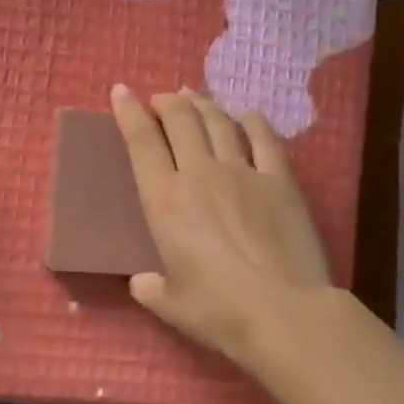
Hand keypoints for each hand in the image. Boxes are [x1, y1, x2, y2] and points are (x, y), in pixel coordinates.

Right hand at [112, 85, 333, 368]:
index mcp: (165, 200)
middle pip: (180, 120)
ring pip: (218, 122)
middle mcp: (200, 174)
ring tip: (195, 98)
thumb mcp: (171, 305)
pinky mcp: (280, 180)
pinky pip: (265, 138)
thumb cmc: (218, 311)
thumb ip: (151, 288)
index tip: (121, 91)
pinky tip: (246, 116)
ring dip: (203, 105)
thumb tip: (142, 281)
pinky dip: (252, 121)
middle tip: (162, 100)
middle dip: (167, 102)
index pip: (141, 142)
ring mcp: (243, 172)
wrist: (283, 312)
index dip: (128, 112)